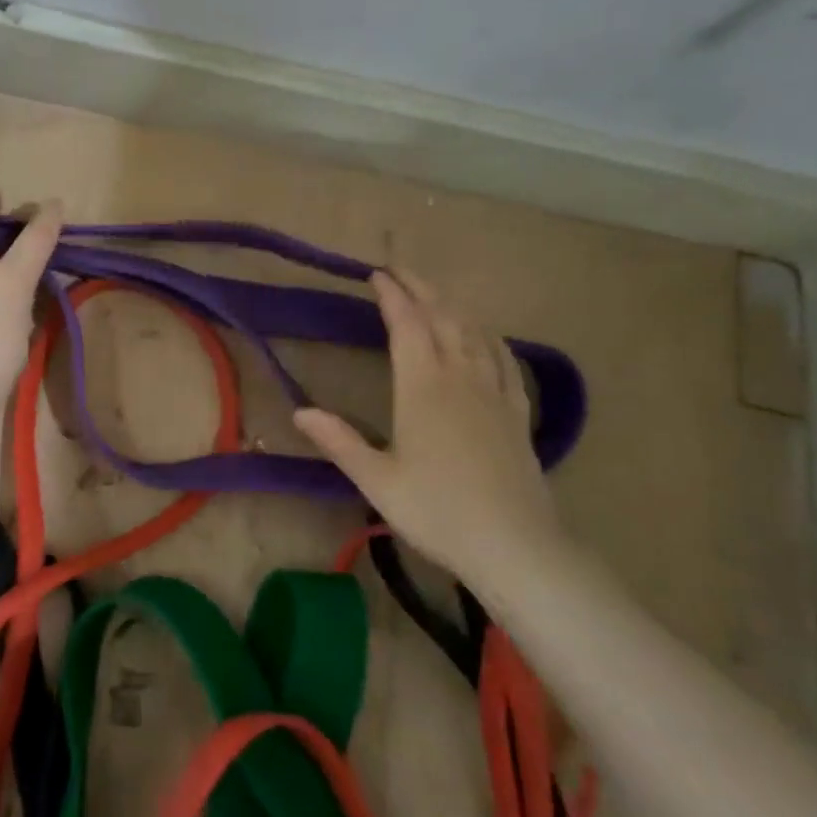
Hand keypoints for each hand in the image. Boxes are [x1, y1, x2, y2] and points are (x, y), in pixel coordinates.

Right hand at [295, 268, 562, 580]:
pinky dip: (490, 335)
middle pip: (443, 317)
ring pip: (475, 332)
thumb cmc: (437, 511)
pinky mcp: (517, 412)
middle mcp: (461, 377)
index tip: (376, 274)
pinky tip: (485, 334)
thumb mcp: (377, 480)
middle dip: (421, 288)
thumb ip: (339, 441)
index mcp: (423, 387)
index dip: (392, 296)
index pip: (407, 325)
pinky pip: (505, 358)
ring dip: (453, 305)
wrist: (514, 545)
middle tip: (401, 271)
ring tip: (435, 294)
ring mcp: (494, 392)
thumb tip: (299, 412)